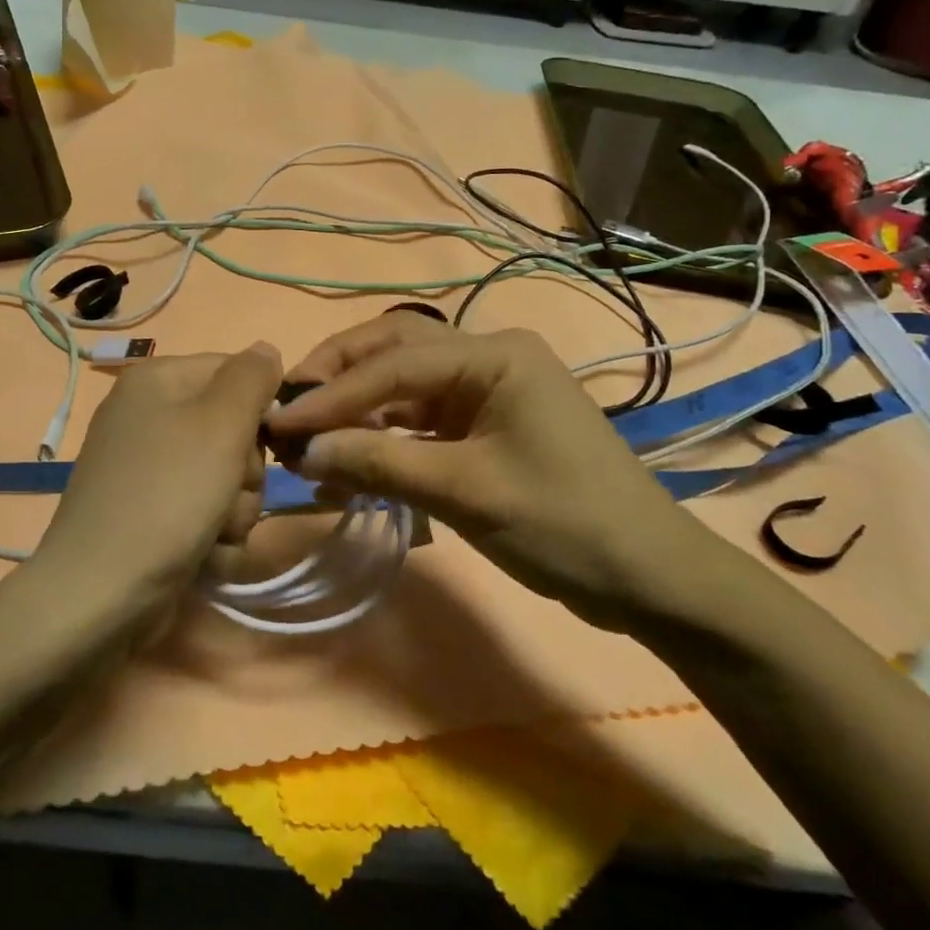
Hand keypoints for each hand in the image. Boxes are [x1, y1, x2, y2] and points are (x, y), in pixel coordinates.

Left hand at [33, 344, 283, 624]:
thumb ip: (251, 378)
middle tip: (230, 495)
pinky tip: (202, 556)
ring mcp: (147, 469)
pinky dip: (213, 537)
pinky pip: (204, 512)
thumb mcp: (220, 424)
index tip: (266, 444)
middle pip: (234, 430)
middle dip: (246, 472)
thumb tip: (266, 349)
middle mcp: (148, 416)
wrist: (101, 594)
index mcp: (157, 381)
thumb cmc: (167, 496)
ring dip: (234, 512)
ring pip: (227, 478)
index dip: (260, 410)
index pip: (236, 373)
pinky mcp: (150, 513)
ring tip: (213, 534)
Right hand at [265, 313, 722, 634]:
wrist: (649, 578)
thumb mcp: (467, 492)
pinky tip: (349, 464)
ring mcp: (486, 391)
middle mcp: (487, 358)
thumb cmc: (565, 524)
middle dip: (339, 376)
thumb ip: (380, 463)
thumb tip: (303, 451)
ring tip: (309, 440)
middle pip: (394, 350)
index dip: (332, 394)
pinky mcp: (483, 425)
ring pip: (403, 384)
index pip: (394, 363)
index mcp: (494, 355)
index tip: (280, 422)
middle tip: (290, 408)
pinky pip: (419, 419)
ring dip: (356, 409)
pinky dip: (382, 438)